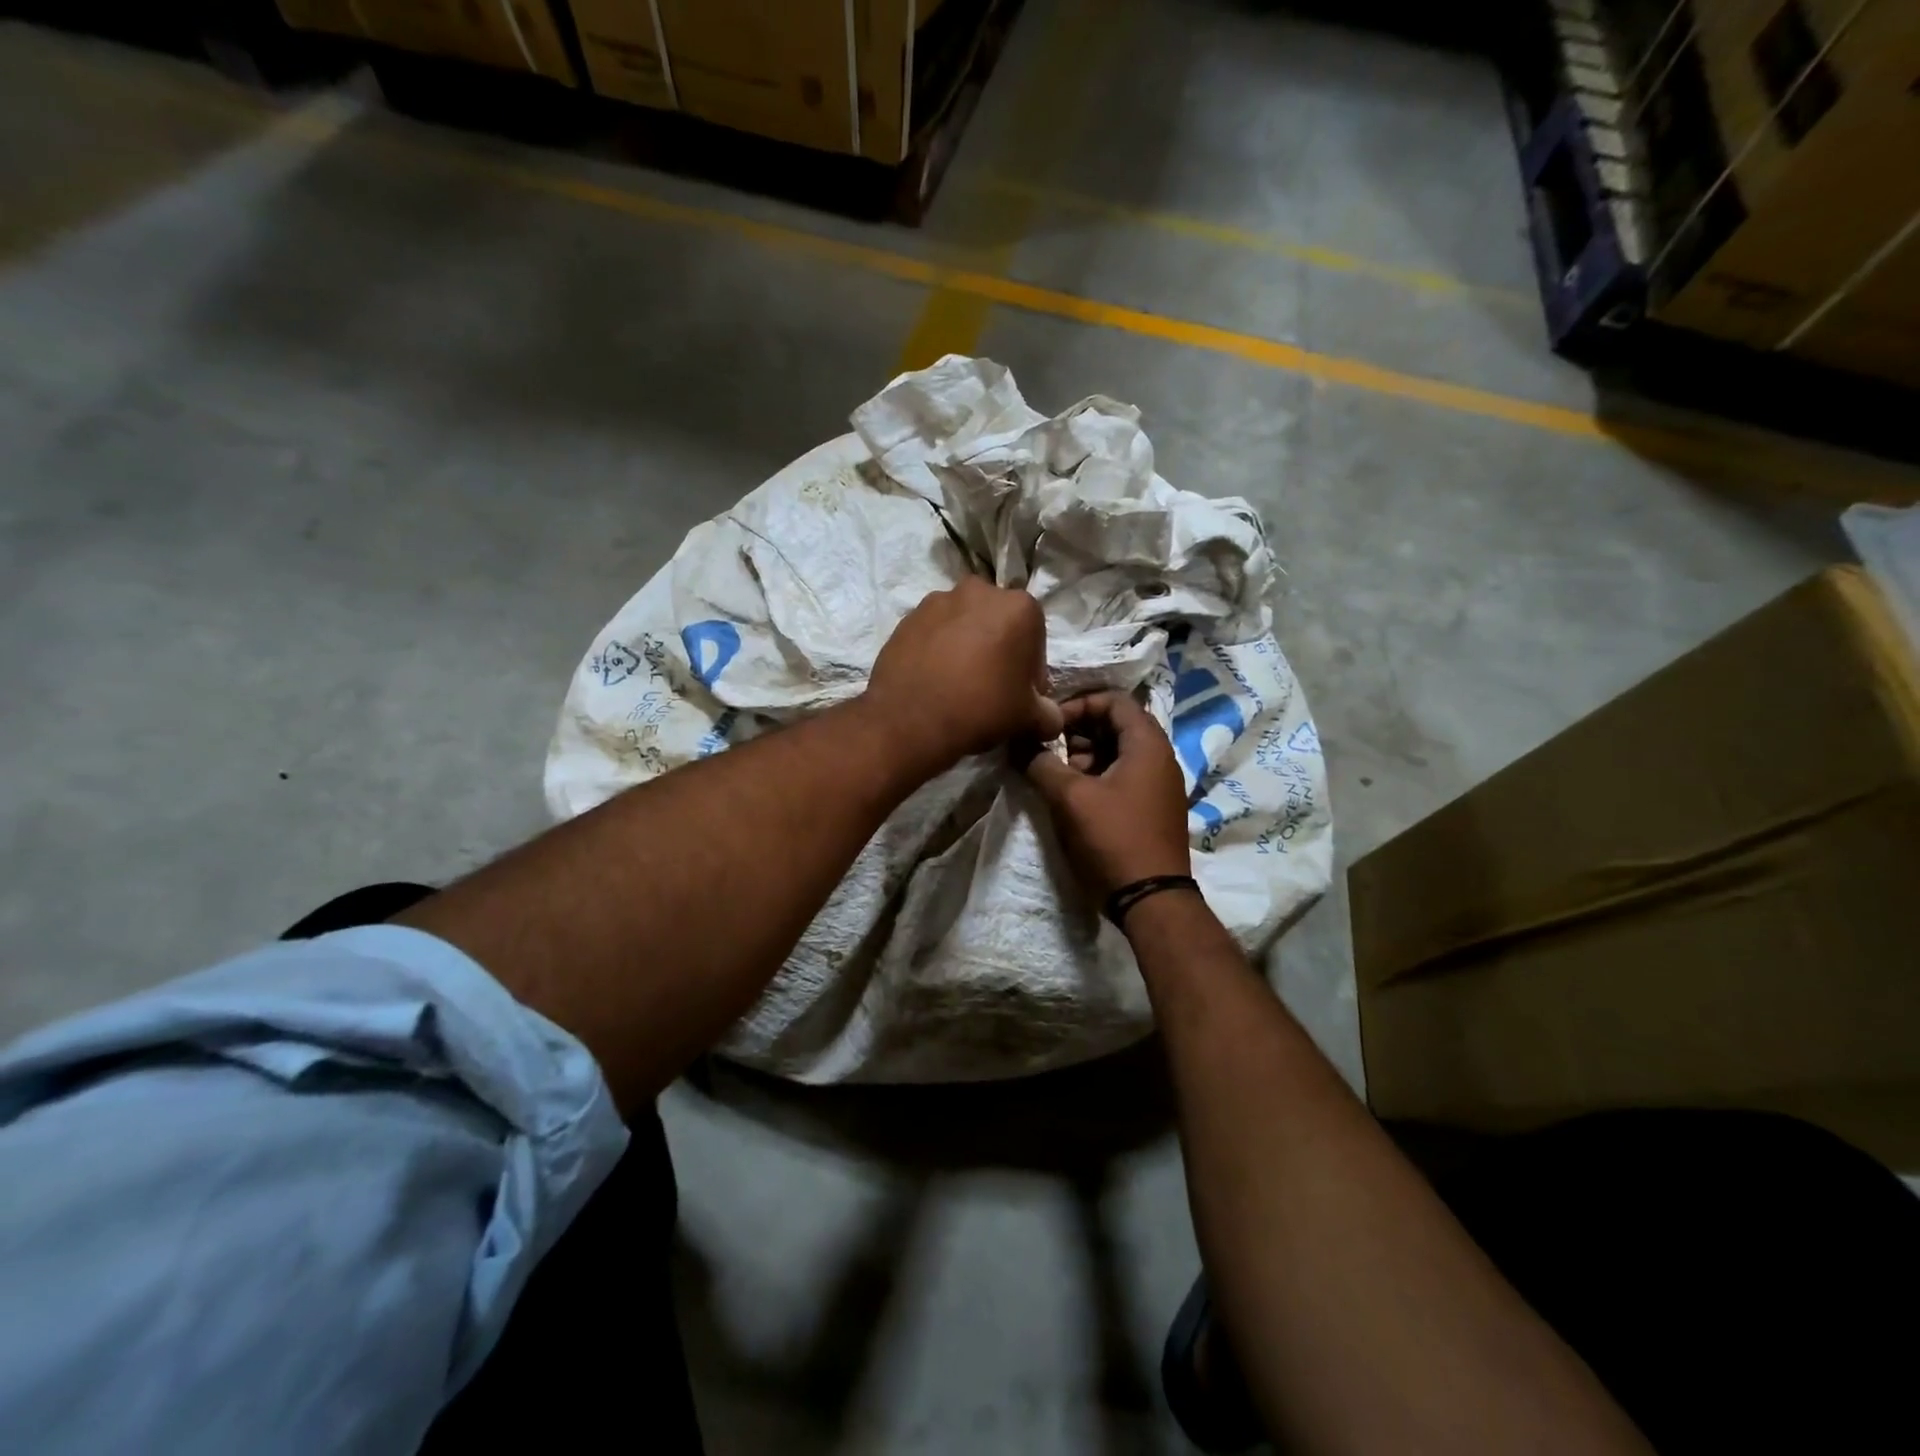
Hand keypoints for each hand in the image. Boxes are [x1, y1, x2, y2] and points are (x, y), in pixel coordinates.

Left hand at [866, 577, 1064, 775]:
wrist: (911, 719)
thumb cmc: (982, 708)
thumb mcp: (1029, 718)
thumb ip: (1049, 714)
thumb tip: (1051, 718)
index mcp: (1019, 606)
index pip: (1035, 641)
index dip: (1030, 672)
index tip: (1019, 696)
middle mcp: (979, 591)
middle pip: (998, 624)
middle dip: (999, 650)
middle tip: (990, 687)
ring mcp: (938, 600)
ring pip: (964, 624)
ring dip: (967, 646)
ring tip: (958, 683)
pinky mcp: (907, 616)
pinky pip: (933, 632)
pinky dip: (938, 649)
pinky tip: (934, 679)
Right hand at [1023, 692, 1191, 899]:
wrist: (1151, 899)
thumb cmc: (1112, 838)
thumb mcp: (1069, 797)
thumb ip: (1041, 762)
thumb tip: (1019, 742)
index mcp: (1147, 744)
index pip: (1113, 700)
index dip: (1077, 704)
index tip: (1048, 724)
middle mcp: (1159, 757)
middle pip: (1115, 725)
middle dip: (1077, 732)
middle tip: (1048, 749)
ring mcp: (1158, 784)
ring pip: (1117, 752)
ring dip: (1084, 756)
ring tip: (1055, 775)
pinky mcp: (1151, 808)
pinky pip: (1123, 776)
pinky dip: (1096, 776)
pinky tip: (1073, 796)